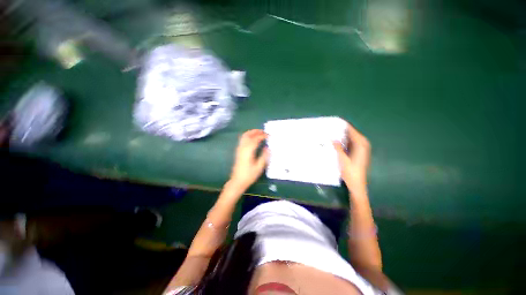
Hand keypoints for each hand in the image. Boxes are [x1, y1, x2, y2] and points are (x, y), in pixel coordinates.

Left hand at [230, 129, 268, 189]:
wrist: (237, 181)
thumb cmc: (249, 175)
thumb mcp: (259, 167)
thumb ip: (264, 156)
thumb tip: (268, 148)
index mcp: (248, 151)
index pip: (255, 139)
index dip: (262, 136)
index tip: (269, 136)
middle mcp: (243, 148)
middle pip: (248, 135)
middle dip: (256, 132)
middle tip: (264, 132)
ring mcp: (239, 149)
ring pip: (244, 136)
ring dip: (251, 132)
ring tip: (259, 133)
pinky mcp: (238, 151)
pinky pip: (242, 139)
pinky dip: (248, 136)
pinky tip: (252, 138)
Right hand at [333, 122, 370, 193]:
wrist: (357, 184)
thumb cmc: (350, 171)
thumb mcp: (342, 159)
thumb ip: (337, 147)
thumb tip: (332, 138)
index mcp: (361, 144)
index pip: (351, 130)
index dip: (343, 125)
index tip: (333, 121)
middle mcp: (363, 144)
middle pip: (351, 133)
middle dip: (341, 130)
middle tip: (329, 127)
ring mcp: (361, 149)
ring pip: (350, 138)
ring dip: (342, 136)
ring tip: (330, 133)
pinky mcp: (359, 153)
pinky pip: (350, 143)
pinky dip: (344, 141)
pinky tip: (336, 142)